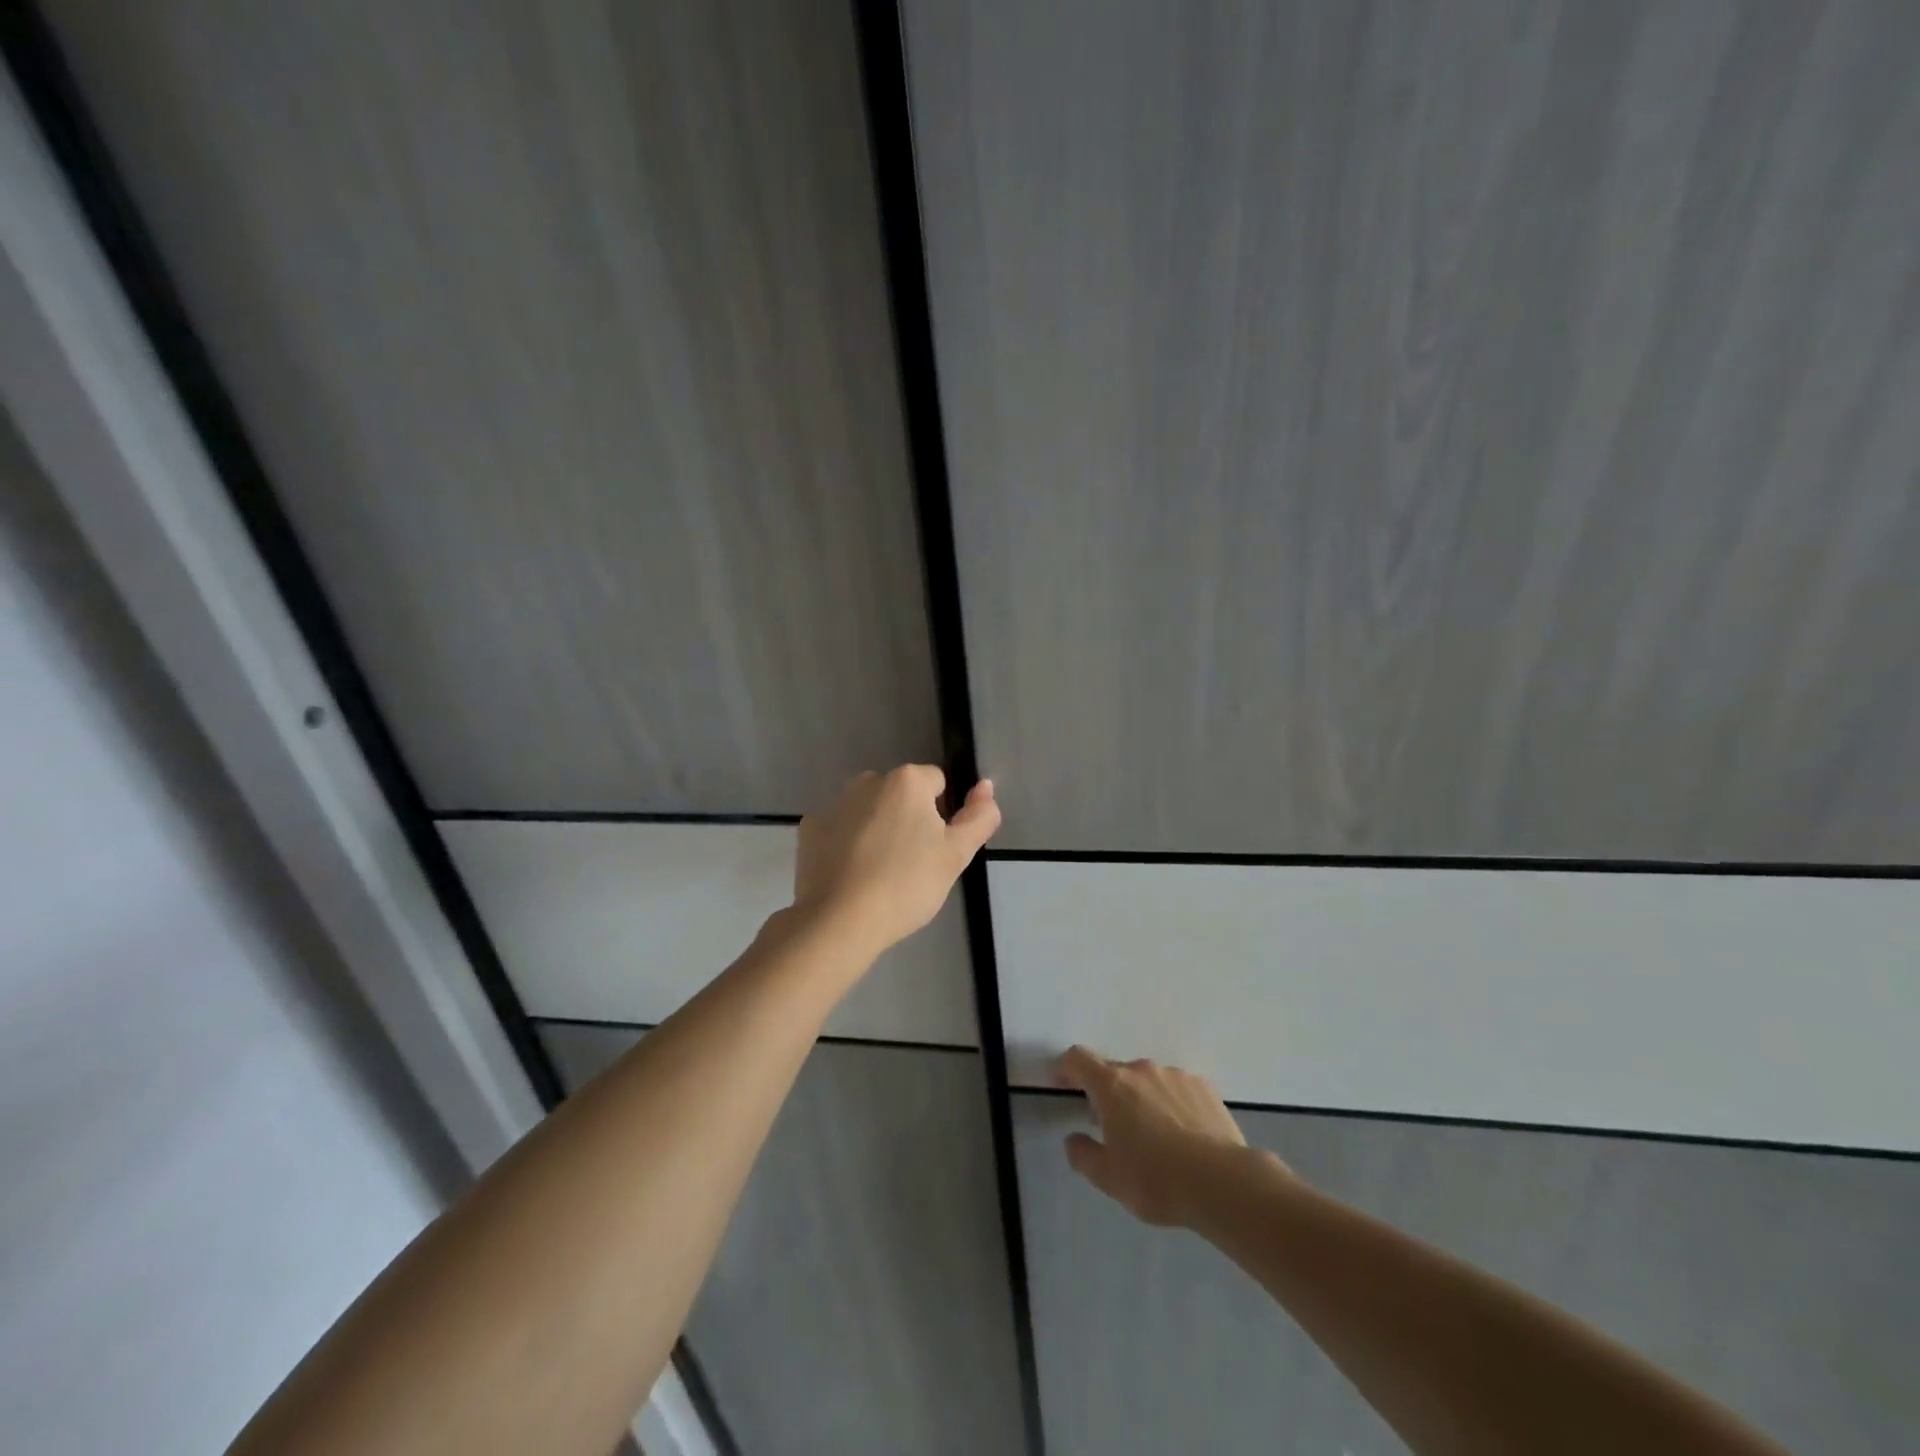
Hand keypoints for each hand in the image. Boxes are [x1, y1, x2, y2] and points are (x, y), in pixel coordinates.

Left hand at [792, 765, 999, 955]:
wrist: (839, 921)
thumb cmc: (906, 885)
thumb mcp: (956, 855)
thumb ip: (979, 817)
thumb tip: (986, 787)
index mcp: (906, 781)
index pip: (938, 784)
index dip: (943, 815)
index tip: (935, 849)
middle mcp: (868, 780)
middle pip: (901, 794)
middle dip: (908, 819)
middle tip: (911, 864)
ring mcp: (834, 803)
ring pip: (869, 809)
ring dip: (878, 828)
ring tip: (879, 873)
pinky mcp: (810, 827)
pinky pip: (840, 827)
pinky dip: (847, 843)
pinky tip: (851, 874)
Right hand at [1054, 1046, 1270, 1226]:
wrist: (1223, 1183)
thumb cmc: (1156, 1179)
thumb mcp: (1108, 1178)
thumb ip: (1083, 1155)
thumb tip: (1074, 1139)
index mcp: (1112, 1085)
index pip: (1078, 1058)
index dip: (1065, 1067)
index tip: (1061, 1083)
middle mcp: (1141, 1070)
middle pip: (1114, 1071)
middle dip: (1106, 1093)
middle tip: (1109, 1126)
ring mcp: (1175, 1075)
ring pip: (1147, 1080)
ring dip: (1140, 1098)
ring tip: (1152, 1135)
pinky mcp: (1204, 1088)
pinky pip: (1176, 1089)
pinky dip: (1170, 1103)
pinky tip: (1182, 1135)